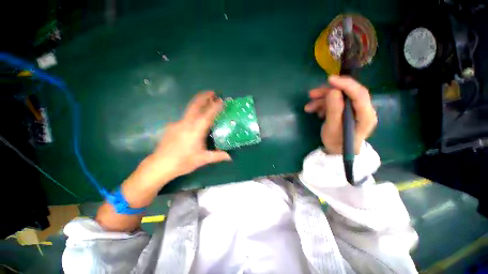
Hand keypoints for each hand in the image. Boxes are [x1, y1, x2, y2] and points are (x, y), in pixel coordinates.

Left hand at [97, 91, 230, 228]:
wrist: (159, 165)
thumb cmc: (183, 162)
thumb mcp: (203, 159)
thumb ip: (218, 156)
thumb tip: (230, 157)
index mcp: (195, 130)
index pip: (208, 115)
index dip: (216, 106)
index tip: (222, 100)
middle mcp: (186, 123)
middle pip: (195, 104)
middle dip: (204, 96)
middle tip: (213, 92)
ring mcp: (177, 123)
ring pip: (189, 109)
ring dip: (199, 103)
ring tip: (206, 102)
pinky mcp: (172, 126)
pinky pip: (185, 116)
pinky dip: (193, 113)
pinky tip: (195, 120)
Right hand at [304, 75, 376, 153]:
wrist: (338, 151)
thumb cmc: (336, 142)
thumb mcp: (332, 128)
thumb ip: (334, 110)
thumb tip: (333, 91)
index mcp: (365, 115)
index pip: (360, 94)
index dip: (345, 84)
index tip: (329, 80)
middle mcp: (364, 109)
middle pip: (348, 93)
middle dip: (328, 92)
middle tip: (312, 94)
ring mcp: (355, 110)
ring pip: (339, 97)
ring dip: (323, 100)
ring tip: (308, 107)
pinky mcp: (348, 111)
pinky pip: (336, 103)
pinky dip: (324, 105)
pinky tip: (316, 111)